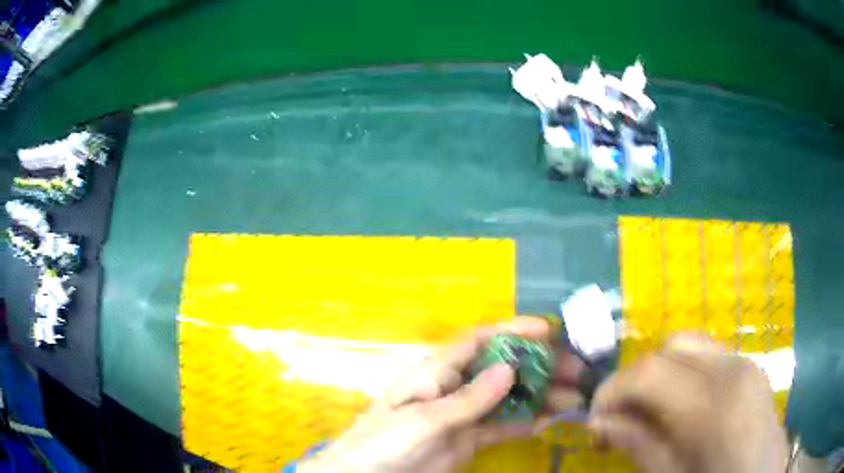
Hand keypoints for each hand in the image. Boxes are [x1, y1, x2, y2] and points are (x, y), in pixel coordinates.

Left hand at [299, 317, 584, 472]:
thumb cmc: (384, 442)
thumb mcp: (423, 420)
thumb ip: (467, 399)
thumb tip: (509, 368)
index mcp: (437, 372)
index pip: (479, 341)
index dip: (512, 331)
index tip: (548, 331)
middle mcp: (455, 387)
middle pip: (502, 368)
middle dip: (538, 365)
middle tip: (575, 371)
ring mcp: (465, 414)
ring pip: (508, 397)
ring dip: (540, 395)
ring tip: (573, 398)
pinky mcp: (470, 438)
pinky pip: (503, 425)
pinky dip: (526, 421)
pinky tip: (549, 420)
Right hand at [589, 334, 787, 472]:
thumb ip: (637, 445)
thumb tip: (599, 422)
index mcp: (715, 405)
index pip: (651, 372)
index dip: (613, 390)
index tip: (595, 418)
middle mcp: (732, 370)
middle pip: (671, 347)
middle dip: (636, 378)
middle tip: (622, 415)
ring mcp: (745, 362)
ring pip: (689, 344)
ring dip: (661, 371)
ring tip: (651, 408)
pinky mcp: (749, 365)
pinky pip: (708, 354)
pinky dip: (684, 371)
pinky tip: (682, 404)